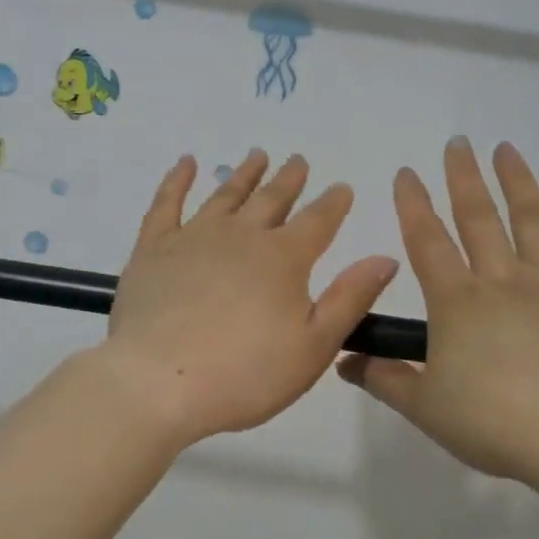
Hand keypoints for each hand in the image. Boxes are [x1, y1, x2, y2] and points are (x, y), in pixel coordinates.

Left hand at [101, 150, 399, 447]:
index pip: (318, 221)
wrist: (158, 382)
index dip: (333, 203)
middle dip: (289, 179)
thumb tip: (385, 258)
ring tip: (257, 155)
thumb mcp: (314, 346)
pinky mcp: (153, 249)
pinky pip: (167, 203)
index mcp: (284, 259)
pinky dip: (177, 179)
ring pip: (225, 194)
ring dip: (245, 174)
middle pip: (271, 199)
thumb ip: (350, 299)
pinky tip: (185, 163)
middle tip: (298, 160)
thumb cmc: (244, 374)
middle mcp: (242, 236)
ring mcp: (193, 237)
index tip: (342, 187)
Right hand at [340, 138, 538, 538]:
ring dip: (516, 181)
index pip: (427, 240)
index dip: (413, 204)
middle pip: (478, 217)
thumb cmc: (496, 423)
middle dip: (463, 178)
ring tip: (505, 150)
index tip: (406, 172)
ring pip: (532, 219)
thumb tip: (343, 361)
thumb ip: (384, 379)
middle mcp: (502, 280)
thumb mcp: (425, 409)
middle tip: (457, 143)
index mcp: (457, 302)